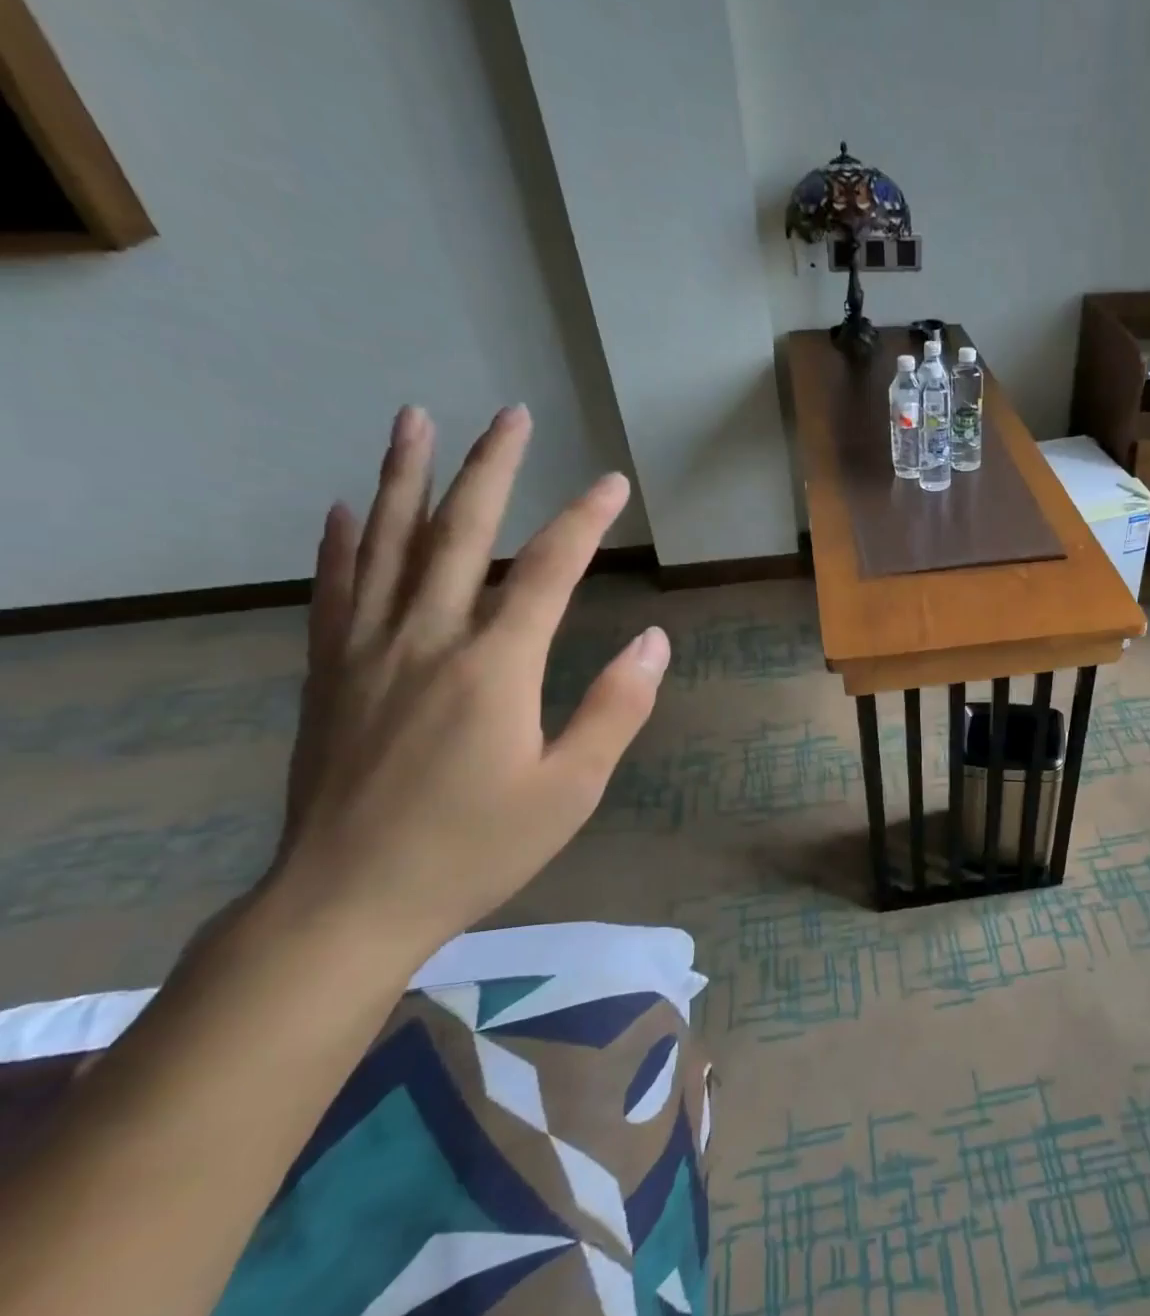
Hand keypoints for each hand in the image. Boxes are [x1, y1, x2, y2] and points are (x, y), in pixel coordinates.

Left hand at [268, 405, 668, 964]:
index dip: (584, 521)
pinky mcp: (329, 673)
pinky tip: (345, 508)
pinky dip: (342, 542)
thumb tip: (655, 641)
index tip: (613, 482)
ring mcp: (367, 651)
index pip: (547, 571)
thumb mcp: (571, 789)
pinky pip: (334, 589)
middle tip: (511, 414)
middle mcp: (427, 639)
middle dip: (491, 468)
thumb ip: (616, 708)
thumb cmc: (477, 848)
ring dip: (404, 476)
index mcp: (494, 667)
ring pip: (387, 544)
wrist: (348, 902)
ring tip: (415, 419)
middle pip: (459, 533)